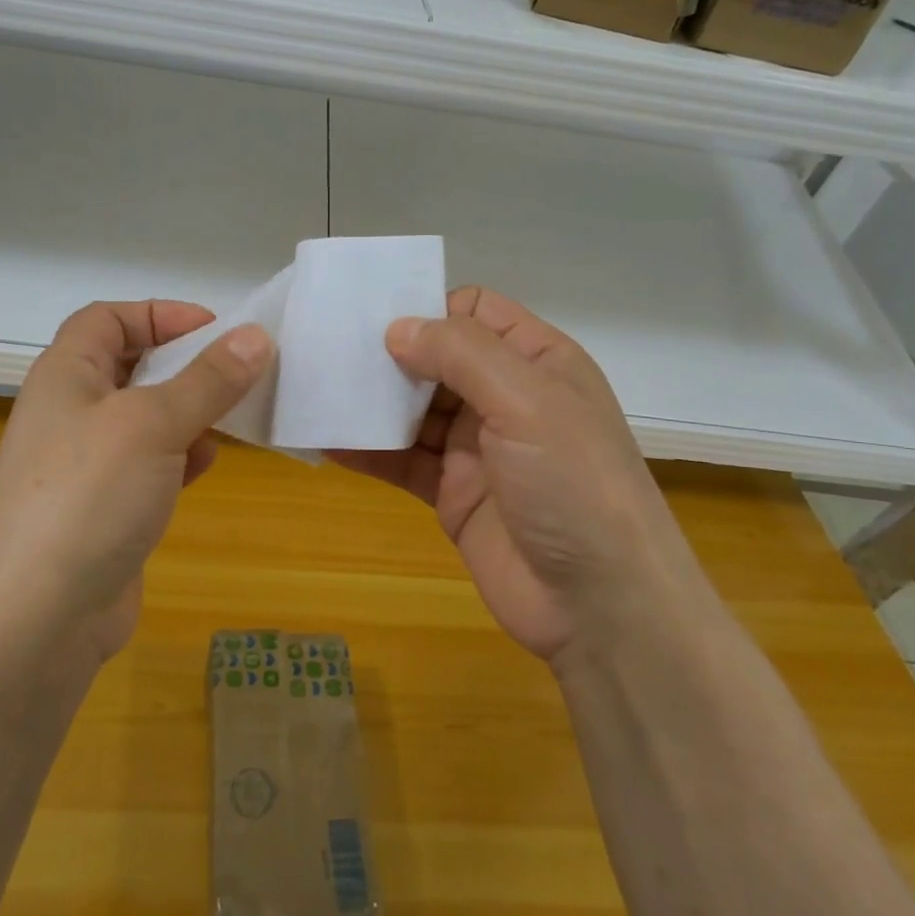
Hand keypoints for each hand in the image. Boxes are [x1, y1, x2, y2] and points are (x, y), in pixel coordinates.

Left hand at [0, 300, 271, 668]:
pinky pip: (149, 465)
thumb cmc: (88, 496)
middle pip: (131, 367)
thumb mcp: (153, 424)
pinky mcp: (105, 509)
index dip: (159, 314)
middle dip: (184, 366)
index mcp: (66, 375)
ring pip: (146, 419)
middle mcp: (71, 412)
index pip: (108, 319)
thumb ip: (208, 380)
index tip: (215, 329)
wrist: (35, 620)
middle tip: (237, 373)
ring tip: (231, 419)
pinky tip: (205, 466)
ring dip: (188, 413)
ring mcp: (86, 465)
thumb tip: (257, 336)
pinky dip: (180, 457)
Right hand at [333, 287, 696, 663]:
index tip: (377, 319)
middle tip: (328, 349)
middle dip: (387, 353)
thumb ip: (460, 353)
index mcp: (536, 361)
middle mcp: (505, 396)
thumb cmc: (573, 483)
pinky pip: (402, 460)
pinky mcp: (453, 492)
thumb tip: (396, 328)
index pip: (475, 312)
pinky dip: (367, 449)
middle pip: (436, 359)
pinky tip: (325, 440)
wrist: (599, 606)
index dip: (430, 309)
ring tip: (315, 388)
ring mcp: (477, 447)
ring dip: (370, 402)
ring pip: (413, 409)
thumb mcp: (526, 399)